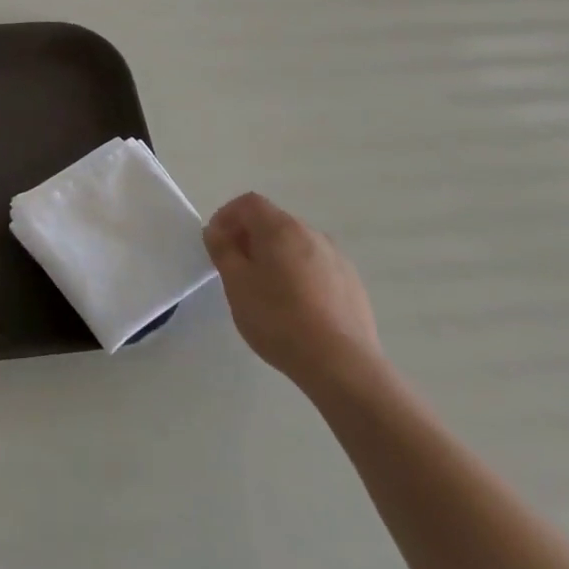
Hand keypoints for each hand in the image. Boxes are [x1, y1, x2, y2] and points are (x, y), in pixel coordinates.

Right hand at [204, 193, 381, 397]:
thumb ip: (222, 251)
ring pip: (296, 245)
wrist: (342, 365)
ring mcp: (337, 258)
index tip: (216, 243)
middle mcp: (312, 233)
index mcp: (281, 228)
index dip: (226, 216)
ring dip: (276, 256)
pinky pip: (317, 266)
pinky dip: (300, 274)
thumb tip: (216, 231)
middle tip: (236, 269)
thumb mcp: (236, 284)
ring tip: (266, 291)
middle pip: (273, 222)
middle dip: (250, 237)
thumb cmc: (279, 319)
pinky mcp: (353, 283)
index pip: (248, 203)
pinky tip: (297, 308)